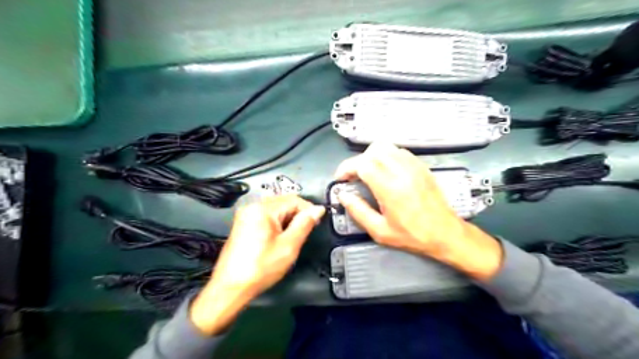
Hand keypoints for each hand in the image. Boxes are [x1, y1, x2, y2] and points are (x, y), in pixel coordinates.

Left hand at [188, 195, 321, 334]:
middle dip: (298, 214)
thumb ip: (305, 224)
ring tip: (294, 236)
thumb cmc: (261, 268)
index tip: (317, 223)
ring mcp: (246, 214)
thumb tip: (318, 209)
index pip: (294, 200)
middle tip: (306, 231)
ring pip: (276, 208)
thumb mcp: (289, 246)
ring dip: (288, 218)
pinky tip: (280, 237)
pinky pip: (266, 215)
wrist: (230, 287)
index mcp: (263, 209)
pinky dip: (277, 222)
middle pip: (284, 201)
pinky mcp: (243, 222)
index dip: (309, 209)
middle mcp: (252, 206)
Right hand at [335, 142, 504, 280]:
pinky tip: (386, 171)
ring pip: (386, 147)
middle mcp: (402, 171)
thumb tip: (343, 196)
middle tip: (353, 177)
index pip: (363, 164)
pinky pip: (399, 151)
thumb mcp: (380, 231)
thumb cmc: (412, 235)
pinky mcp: (421, 166)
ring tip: (368, 172)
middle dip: (358, 161)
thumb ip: (358, 212)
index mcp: (390, 188)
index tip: (341, 179)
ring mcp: (414, 166)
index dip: (347, 168)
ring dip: (371, 156)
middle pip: (372, 150)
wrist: (445, 233)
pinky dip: (386, 156)